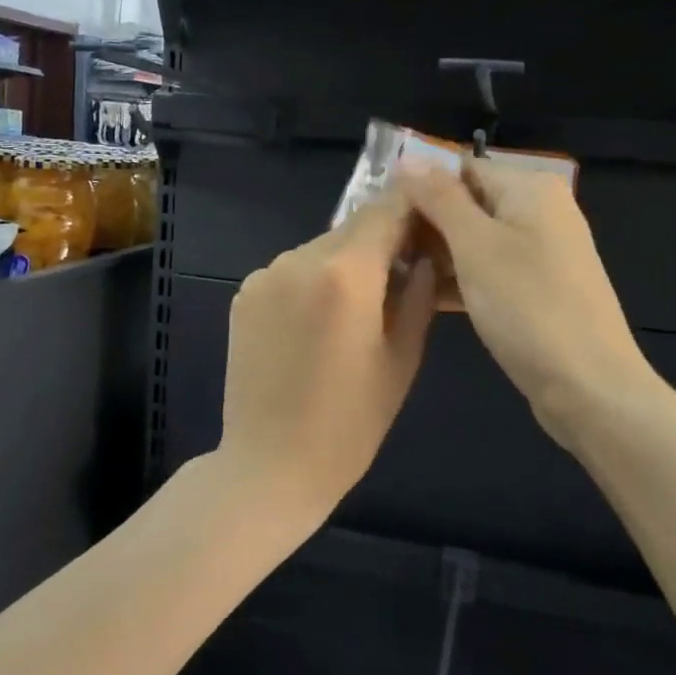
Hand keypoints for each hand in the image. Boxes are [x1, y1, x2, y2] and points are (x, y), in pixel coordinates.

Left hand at [217, 186, 438, 524]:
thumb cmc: (350, 422)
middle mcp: (298, 259)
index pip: (387, 210)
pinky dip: (311, 282)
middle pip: (353, 229)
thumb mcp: (402, 358)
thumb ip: (417, 293)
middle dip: (381, 243)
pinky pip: (290, 271)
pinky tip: (316, 324)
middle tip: (402, 275)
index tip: (431, 225)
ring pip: (320, 249)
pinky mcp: (244, 292)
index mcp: (345, 273)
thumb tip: (424, 255)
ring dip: (344, 264)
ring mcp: (265, 274)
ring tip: (356, 311)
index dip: (413, 210)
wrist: (269, 464)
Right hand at [398, 160, 657, 450]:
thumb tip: (408, 156)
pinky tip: (421, 296)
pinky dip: (459, 279)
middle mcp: (539, 211)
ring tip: (390, 272)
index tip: (379, 213)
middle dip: (425, 223)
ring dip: (436, 254)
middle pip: (468, 203)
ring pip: (474, 241)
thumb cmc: (528, 306)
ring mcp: (540, 253)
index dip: (418, 186)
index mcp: (530, 188)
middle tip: (379, 247)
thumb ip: (440, 198)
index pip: (461, 169)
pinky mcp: (536, 289)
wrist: (588, 387)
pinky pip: (488, 270)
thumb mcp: (475, 245)